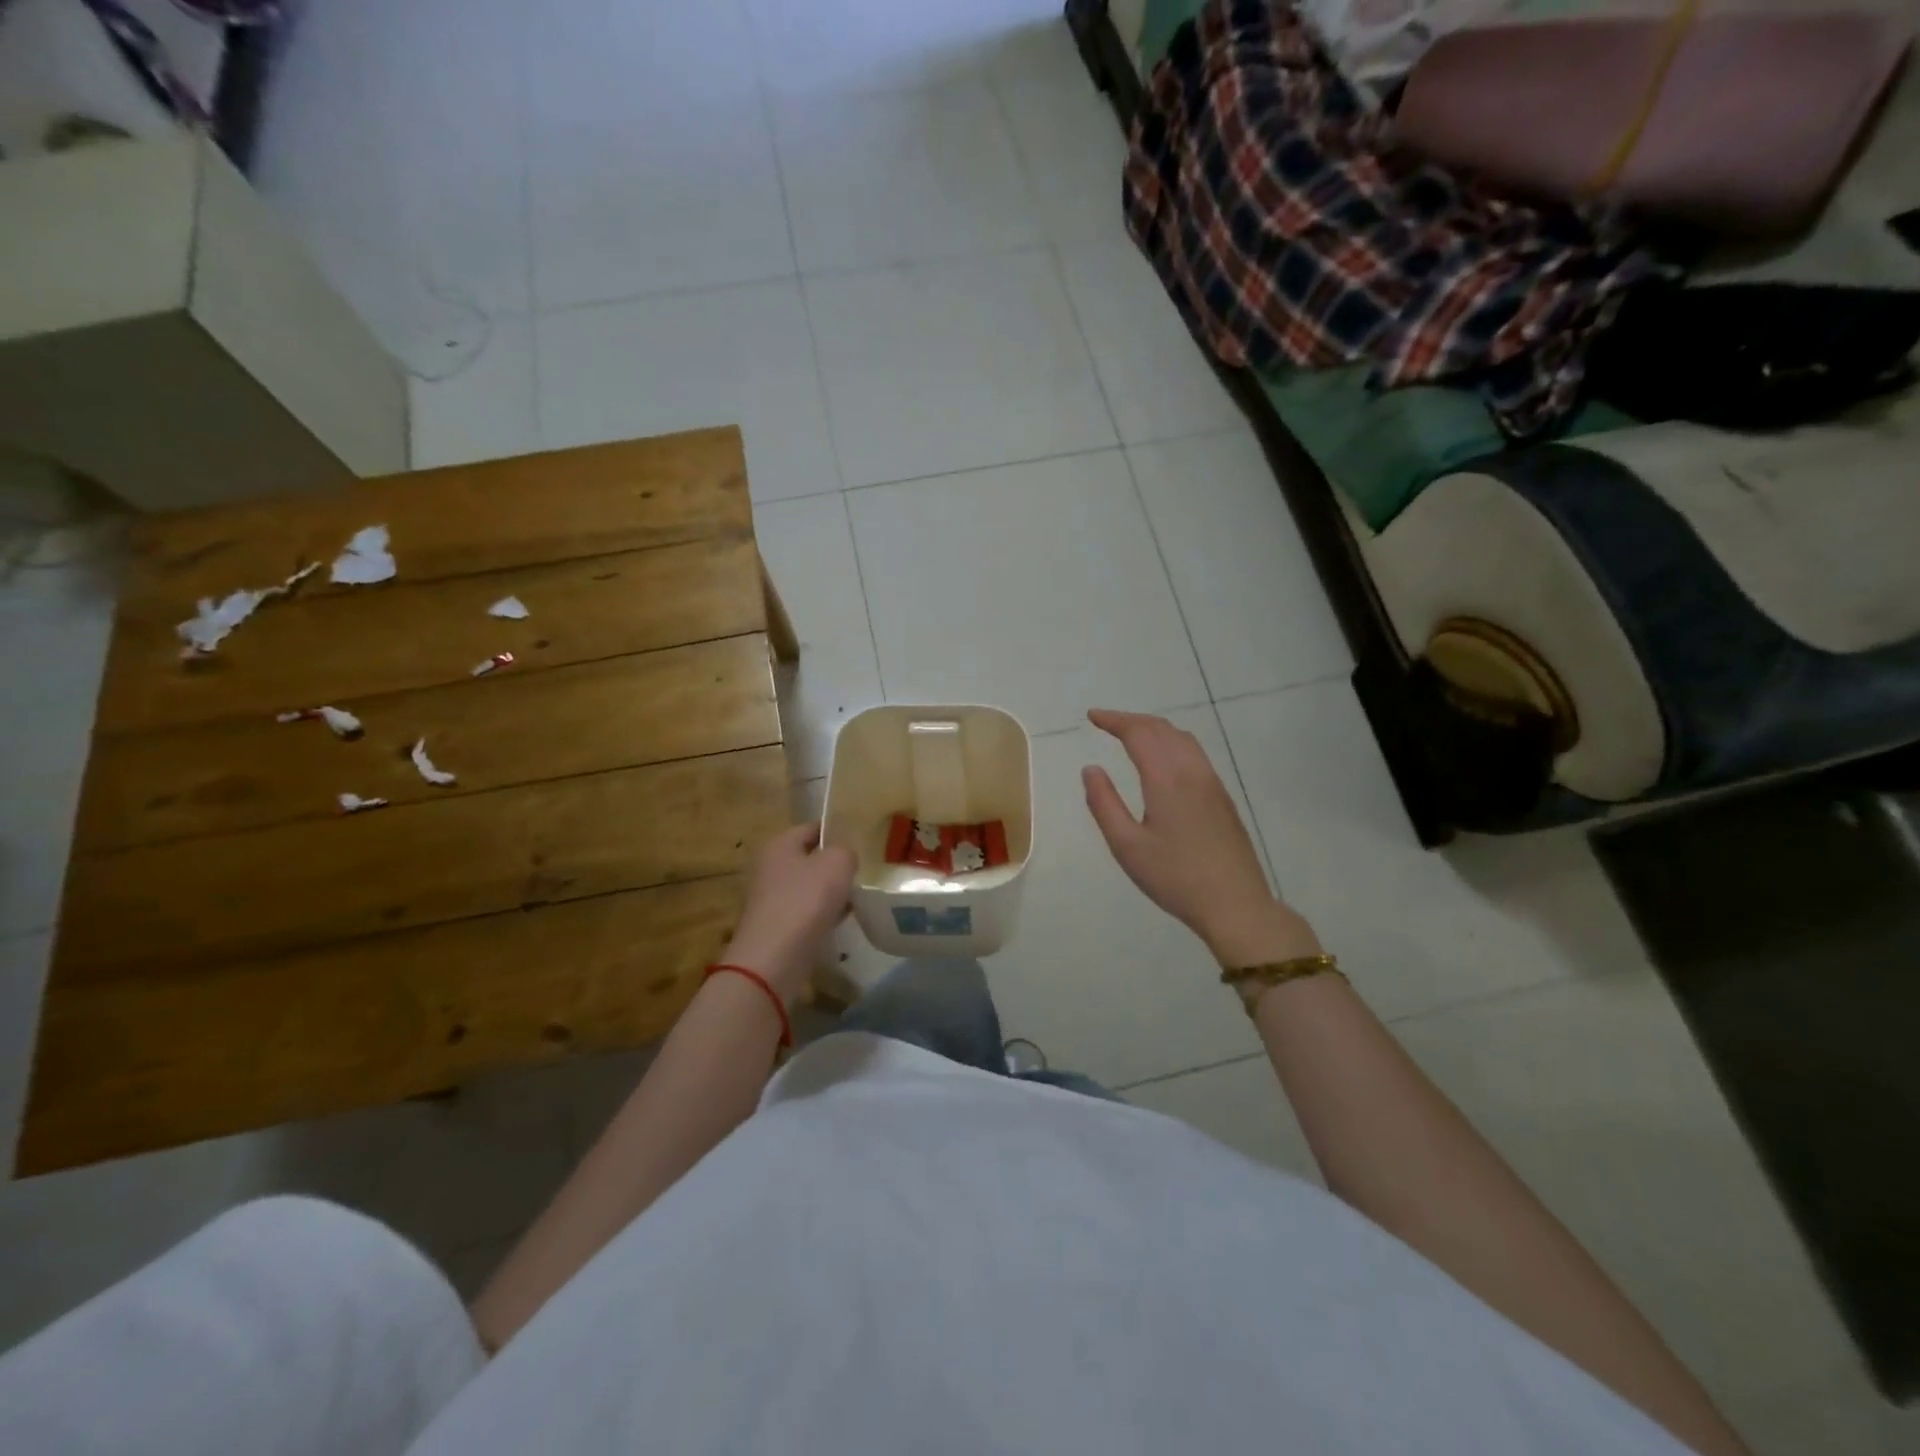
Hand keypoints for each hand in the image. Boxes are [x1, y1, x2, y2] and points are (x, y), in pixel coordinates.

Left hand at [719, 823, 856, 1003]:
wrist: (774, 958)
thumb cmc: (806, 900)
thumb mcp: (838, 863)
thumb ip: (846, 851)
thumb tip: (843, 858)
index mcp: (780, 844)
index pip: (813, 828)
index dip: (837, 831)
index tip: (862, 841)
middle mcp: (769, 867)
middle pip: (810, 859)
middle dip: (835, 866)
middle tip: (862, 871)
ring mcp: (770, 899)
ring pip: (809, 888)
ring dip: (830, 893)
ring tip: (857, 898)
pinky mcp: (775, 926)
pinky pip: (805, 913)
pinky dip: (822, 916)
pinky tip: (840, 922)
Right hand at [1082, 709, 1320, 966]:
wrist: (1235, 903)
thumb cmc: (1175, 877)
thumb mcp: (1126, 846)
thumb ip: (1104, 803)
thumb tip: (1091, 769)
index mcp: (1166, 779)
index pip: (1138, 733)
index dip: (1114, 720)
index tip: (1092, 717)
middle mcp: (1192, 771)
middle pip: (1162, 729)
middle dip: (1132, 720)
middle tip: (1106, 723)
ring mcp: (1212, 782)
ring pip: (1182, 738)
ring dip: (1154, 728)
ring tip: (1131, 735)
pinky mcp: (1223, 797)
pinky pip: (1195, 753)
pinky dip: (1172, 742)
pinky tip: (1164, 759)